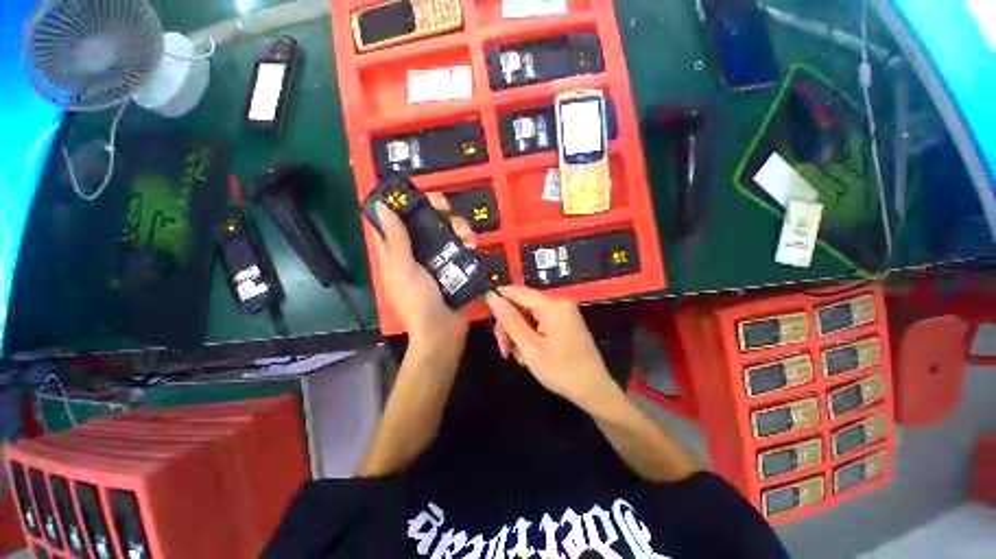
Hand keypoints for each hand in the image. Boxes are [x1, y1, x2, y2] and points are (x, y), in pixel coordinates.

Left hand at [372, 193, 475, 352]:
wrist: (442, 330)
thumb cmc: (417, 300)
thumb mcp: (402, 268)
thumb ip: (395, 238)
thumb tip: (381, 205)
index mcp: (397, 252)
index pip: (392, 221)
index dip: (400, 204)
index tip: (414, 193)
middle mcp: (416, 252)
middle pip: (424, 222)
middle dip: (436, 211)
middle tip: (446, 208)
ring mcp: (437, 259)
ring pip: (446, 231)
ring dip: (457, 226)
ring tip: (466, 235)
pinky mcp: (455, 266)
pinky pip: (462, 246)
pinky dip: (468, 242)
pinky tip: (473, 245)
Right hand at [485, 286, 618, 409]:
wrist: (594, 390)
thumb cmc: (561, 372)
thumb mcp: (530, 348)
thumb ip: (510, 321)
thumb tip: (492, 297)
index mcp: (552, 306)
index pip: (518, 292)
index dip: (499, 297)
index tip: (483, 309)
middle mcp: (559, 303)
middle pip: (523, 304)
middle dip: (509, 324)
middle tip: (503, 348)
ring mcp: (564, 312)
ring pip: (529, 314)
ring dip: (517, 332)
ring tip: (514, 355)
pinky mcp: (565, 321)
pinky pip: (540, 320)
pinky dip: (529, 334)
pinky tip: (526, 352)